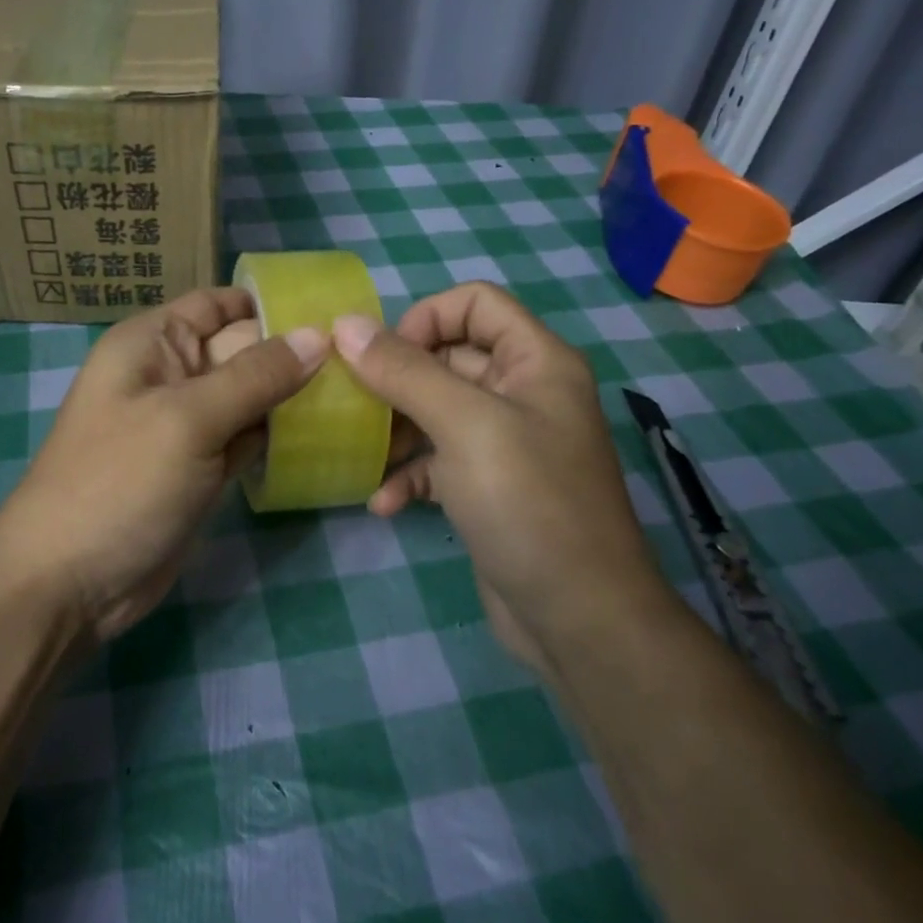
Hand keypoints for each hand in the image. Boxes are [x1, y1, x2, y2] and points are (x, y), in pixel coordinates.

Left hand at [0, 288, 327, 641]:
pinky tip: (324, 435)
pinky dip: (277, 437)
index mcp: (152, 343)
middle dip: (293, 354)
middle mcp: (170, 375)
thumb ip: (256, 375)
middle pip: (241, 350)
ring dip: (292, 398)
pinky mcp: (200, 468)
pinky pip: (246, 438)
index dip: (270, 304)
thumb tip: (319, 336)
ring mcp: (186, 426)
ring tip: (358, 394)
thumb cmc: (119, 482)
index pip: (218, 305)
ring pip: (249, 397)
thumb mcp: (188, 419)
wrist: (69, 583)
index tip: (334, 313)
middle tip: (362, 362)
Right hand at [331, 283, 673, 676]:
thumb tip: (344, 324)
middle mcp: (524, 393)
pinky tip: (385, 503)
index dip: (426, 318)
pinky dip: (411, 475)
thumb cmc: (527, 503)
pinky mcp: (489, 488)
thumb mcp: (463, 425)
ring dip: (397, 429)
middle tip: (355, 404)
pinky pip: (440, 462)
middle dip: (398, 378)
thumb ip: (404, 370)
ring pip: (437, 411)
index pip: (475, 303)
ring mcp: (506, 443)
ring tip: (364, 452)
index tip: (383, 357)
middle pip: (449, 356)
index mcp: (535, 362)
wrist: (578, 618)